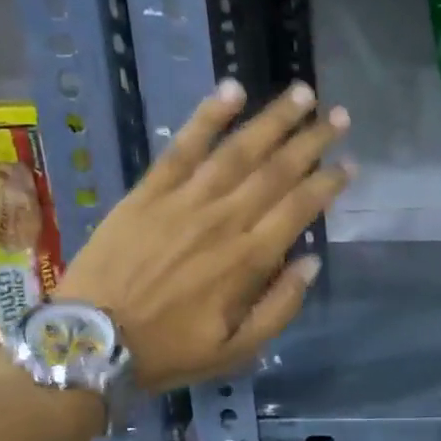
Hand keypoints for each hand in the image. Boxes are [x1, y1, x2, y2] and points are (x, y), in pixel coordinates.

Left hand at [54, 80, 350, 393]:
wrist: (90, 341)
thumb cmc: (169, 350)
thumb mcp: (236, 351)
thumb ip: (279, 308)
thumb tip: (310, 263)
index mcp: (248, 260)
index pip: (299, 209)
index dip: (328, 184)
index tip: (350, 164)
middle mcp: (223, 220)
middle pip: (276, 171)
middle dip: (312, 141)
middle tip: (339, 116)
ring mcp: (184, 201)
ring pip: (238, 150)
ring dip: (273, 119)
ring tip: (302, 93)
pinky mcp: (148, 191)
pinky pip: (182, 146)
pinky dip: (208, 116)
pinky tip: (231, 89)